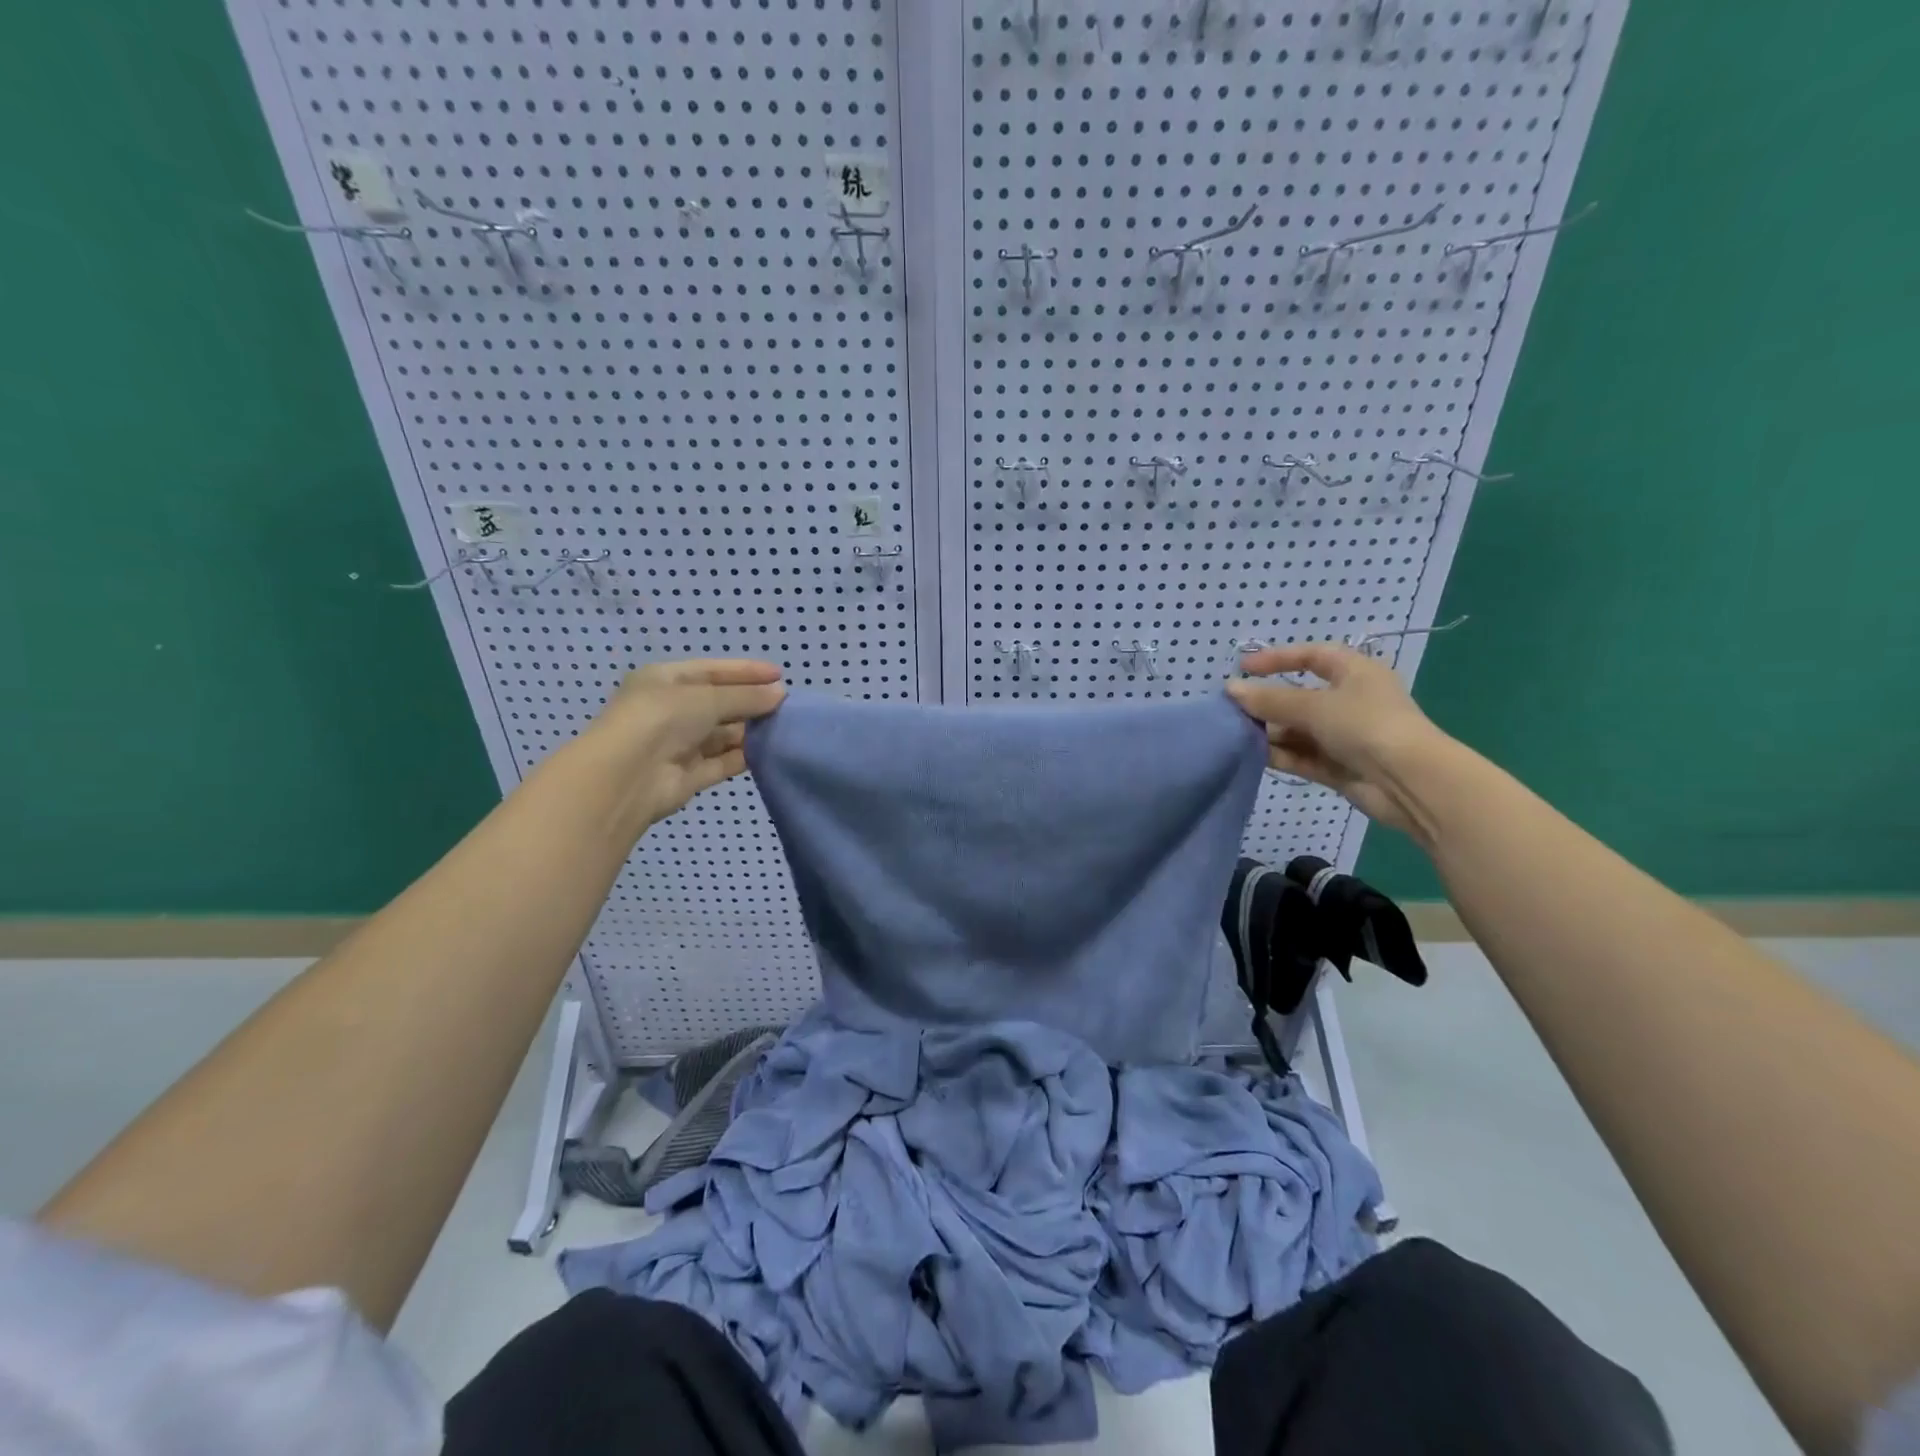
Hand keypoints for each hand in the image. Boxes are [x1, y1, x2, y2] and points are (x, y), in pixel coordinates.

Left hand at [580, 658, 786, 828]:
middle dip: (751, 702)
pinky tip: (769, 752)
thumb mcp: (707, 697)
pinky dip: (743, 757)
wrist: (626, 777)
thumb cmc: (661, 720)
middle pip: (719, 703)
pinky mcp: (689, 775)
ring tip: (784, 728)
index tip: (779, 674)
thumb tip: (780, 693)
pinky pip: (722, 762)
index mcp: (665, 680)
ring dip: (750, 731)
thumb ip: (746, 696)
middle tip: (787, 705)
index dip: (745, 671)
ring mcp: (679, 745)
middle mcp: (670, 710)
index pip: (711, 670)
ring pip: (722, 734)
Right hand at [1225, 643, 1447, 836]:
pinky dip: (1280, 755)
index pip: (1312, 656)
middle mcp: (1350, 701)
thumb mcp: (1314, 706)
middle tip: (1233, 710)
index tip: (1244, 668)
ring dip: (1270, 732)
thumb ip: (1270, 699)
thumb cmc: (1366, 726)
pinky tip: (1254, 756)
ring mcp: (1344, 736)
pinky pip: (1302, 756)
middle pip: (1300, 696)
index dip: (1278, 658)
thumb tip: (1231, 689)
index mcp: (1355, 673)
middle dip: (1268, 703)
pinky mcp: (1338, 767)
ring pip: (1298, 730)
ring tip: (1237, 735)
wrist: (1409, 782)